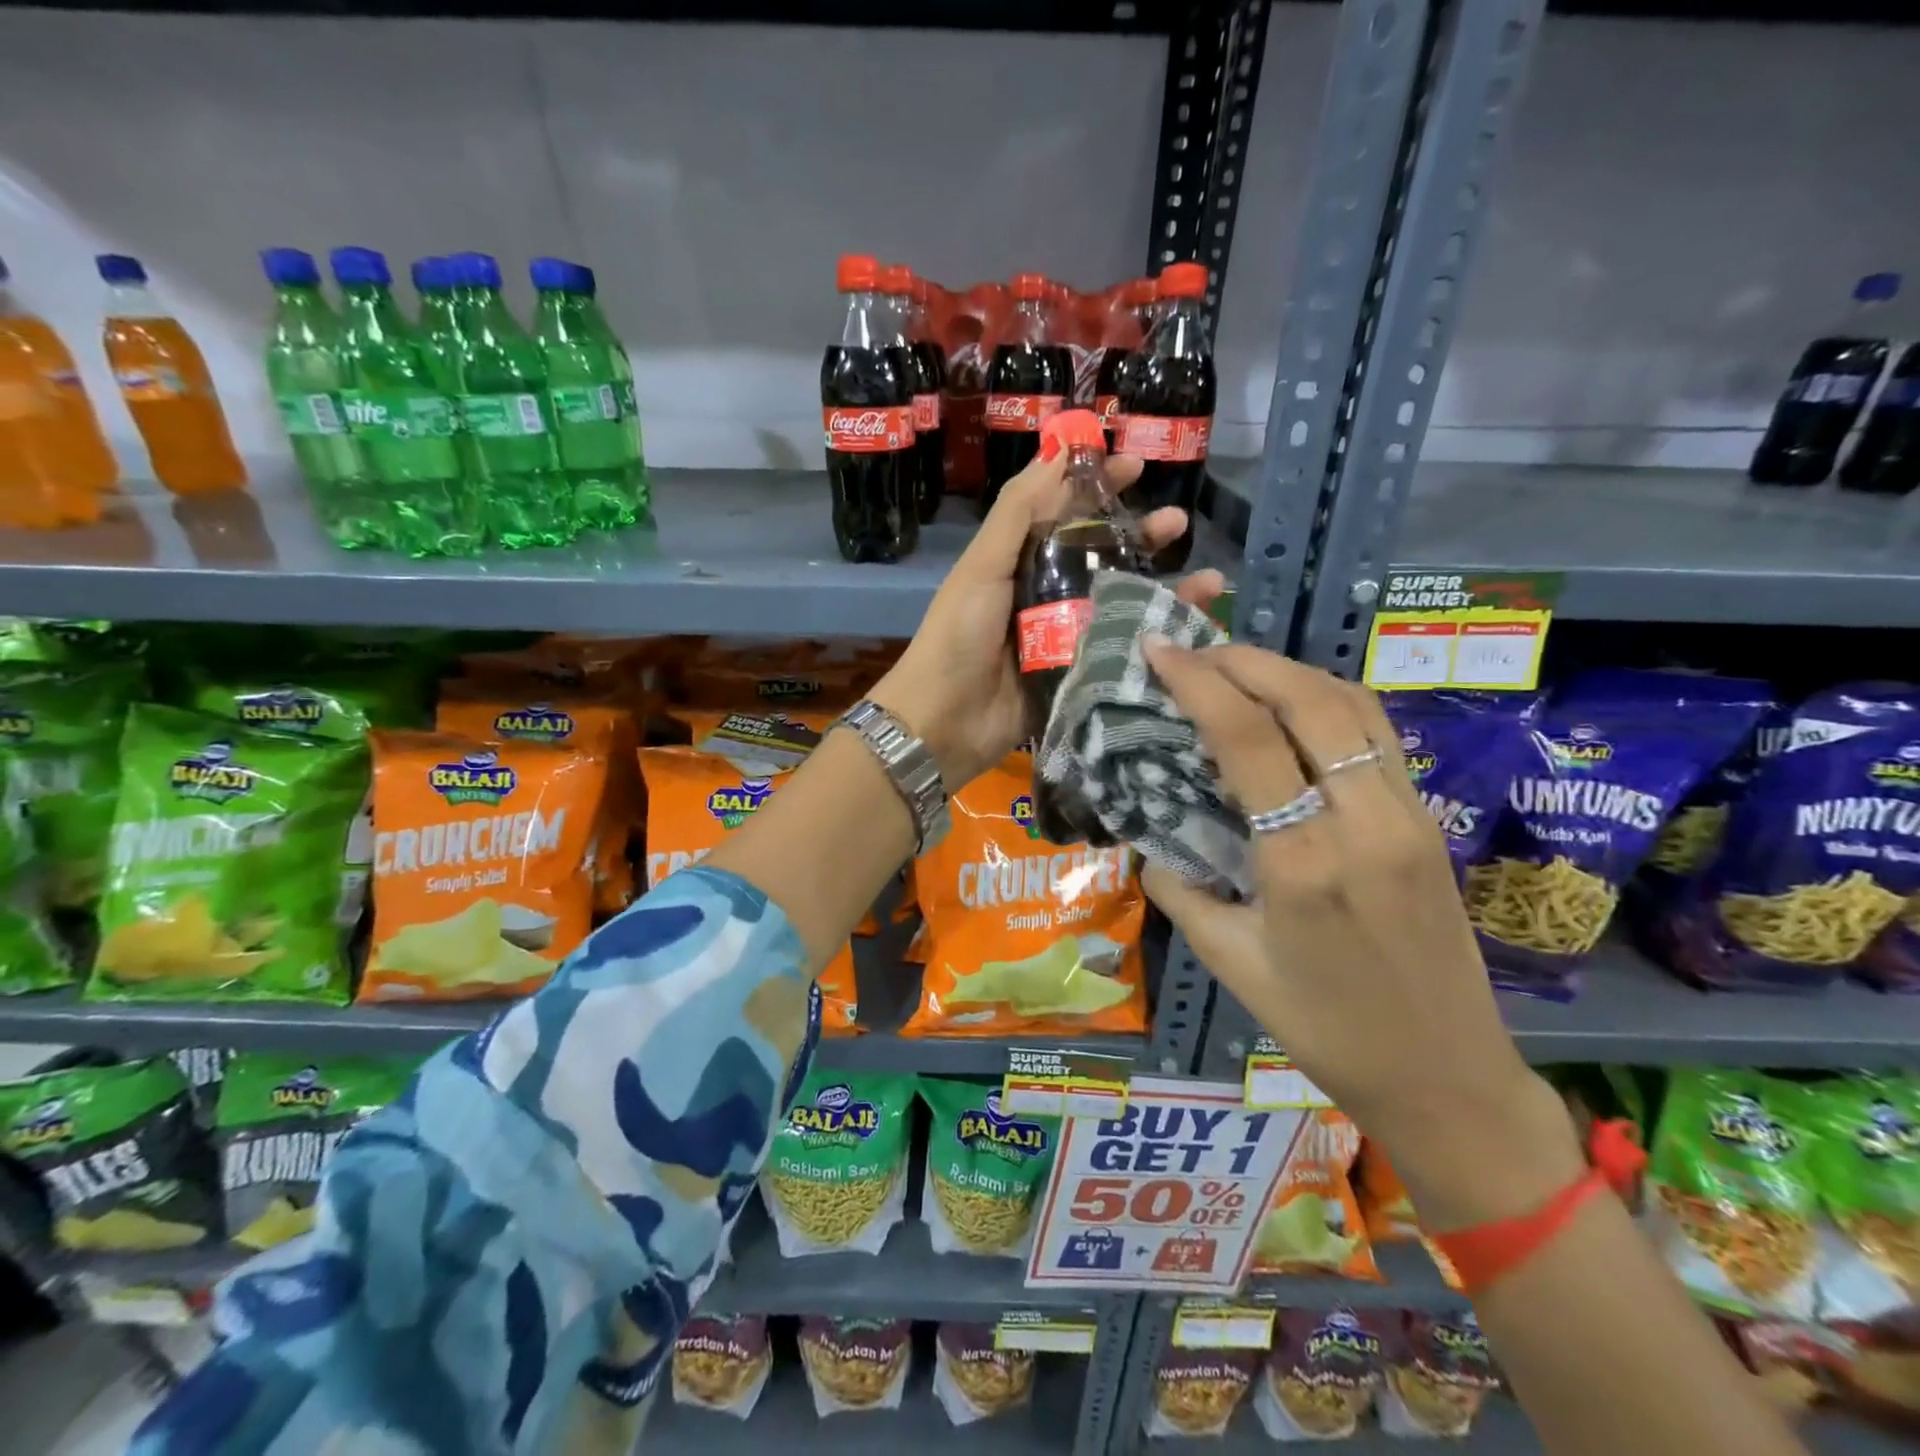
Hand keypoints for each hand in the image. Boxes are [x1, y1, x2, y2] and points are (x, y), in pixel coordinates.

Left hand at [870, 449, 1224, 791]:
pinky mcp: (1079, 673)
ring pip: (1120, 600)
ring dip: (1161, 584)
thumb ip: (1018, 511)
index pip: (1066, 512)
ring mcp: (1066, 635)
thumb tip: (1058, 449)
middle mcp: (1046, 592)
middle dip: (1140, 534)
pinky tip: (1192, 625)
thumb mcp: (983, 566)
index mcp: (1020, 561)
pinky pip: (1122, 647)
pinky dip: (1155, 634)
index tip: (1136, 464)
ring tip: (1206, 579)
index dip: (1098, 485)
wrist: (945, 722)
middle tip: (1178, 521)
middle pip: (1101, 555)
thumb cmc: (959, 636)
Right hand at [1138, 643, 1584, 1229]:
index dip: (1198, 682)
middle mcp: (1363, 823)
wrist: (1446, 1077)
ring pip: (1353, 706)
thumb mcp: (1229, 964)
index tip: (1159, 650)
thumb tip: (1150, 841)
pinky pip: (1377, 734)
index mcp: (1303, 863)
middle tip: (1194, 650)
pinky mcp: (1428, 821)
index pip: (1248, 739)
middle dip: (1244, 659)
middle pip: (1309, 700)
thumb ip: (1179, 890)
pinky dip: (1329, 699)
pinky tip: (1294, 706)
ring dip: (1290, 671)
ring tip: (1237, 667)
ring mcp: (1408, 816)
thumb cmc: (1325, 1030)